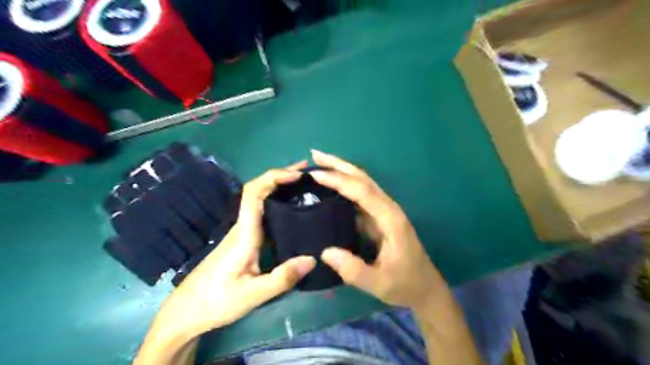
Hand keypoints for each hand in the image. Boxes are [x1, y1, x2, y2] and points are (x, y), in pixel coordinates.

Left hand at [150, 161, 317, 339]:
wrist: (185, 313)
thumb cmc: (215, 303)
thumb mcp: (252, 295)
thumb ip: (282, 278)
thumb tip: (313, 258)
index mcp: (243, 234)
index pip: (253, 193)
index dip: (274, 177)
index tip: (298, 174)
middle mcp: (241, 227)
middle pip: (258, 191)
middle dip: (281, 176)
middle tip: (308, 173)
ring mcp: (240, 233)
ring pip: (259, 201)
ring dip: (279, 188)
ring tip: (305, 187)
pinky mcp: (242, 241)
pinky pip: (261, 214)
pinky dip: (277, 203)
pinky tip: (291, 211)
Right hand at [310, 150, 447, 312]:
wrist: (426, 289)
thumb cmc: (406, 285)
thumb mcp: (380, 283)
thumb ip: (353, 270)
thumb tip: (324, 251)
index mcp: (390, 219)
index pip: (362, 191)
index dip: (339, 180)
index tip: (316, 174)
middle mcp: (388, 209)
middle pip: (363, 179)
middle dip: (339, 165)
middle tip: (316, 154)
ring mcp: (384, 212)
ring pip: (363, 185)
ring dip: (342, 172)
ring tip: (320, 165)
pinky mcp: (379, 219)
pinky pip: (360, 198)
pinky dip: (345, 189)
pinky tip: (331, 189)